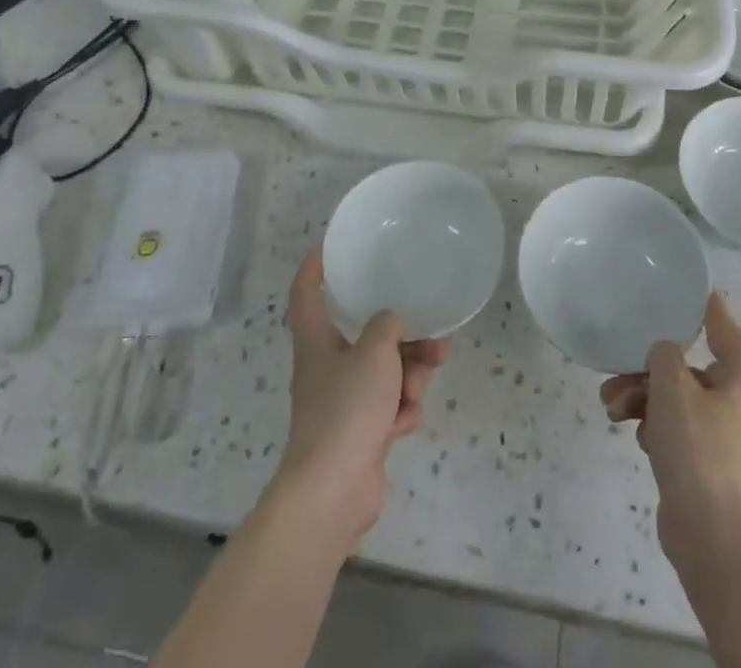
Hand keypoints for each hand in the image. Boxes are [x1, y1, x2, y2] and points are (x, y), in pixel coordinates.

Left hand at [274, 249, 448, 546]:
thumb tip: (391, 323)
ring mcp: (343, 404)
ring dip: (410, 375)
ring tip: (421, 385)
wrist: (333, 491)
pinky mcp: (359, 435)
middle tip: (434, 338)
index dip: (312, 271)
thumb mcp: (375, 352)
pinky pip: (388, 407)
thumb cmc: (347, 408)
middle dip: (403, 338)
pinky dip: (401, 410)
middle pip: (366, 338)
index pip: (306, 296)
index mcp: (316, 343)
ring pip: (385, 372)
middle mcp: (326, 369)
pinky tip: (405, 421)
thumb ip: (388, 326)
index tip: (325, 249)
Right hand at [599, 292, 740, 568]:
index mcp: (740, 370)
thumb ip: (664, 354)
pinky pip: (675, 428)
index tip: (665, 287)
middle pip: (685, 363)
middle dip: (646, 368)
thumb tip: (664, 352)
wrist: (716, 542)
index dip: (693, 301)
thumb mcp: (674, 387)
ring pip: (674, 396)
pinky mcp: (705, 462)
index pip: (717, 319)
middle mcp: (736, 395)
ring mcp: (722, 431)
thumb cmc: (700, 451)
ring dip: (641, 397)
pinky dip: (653, 426)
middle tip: (614, 376)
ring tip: (611, 409)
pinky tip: (636, 437)